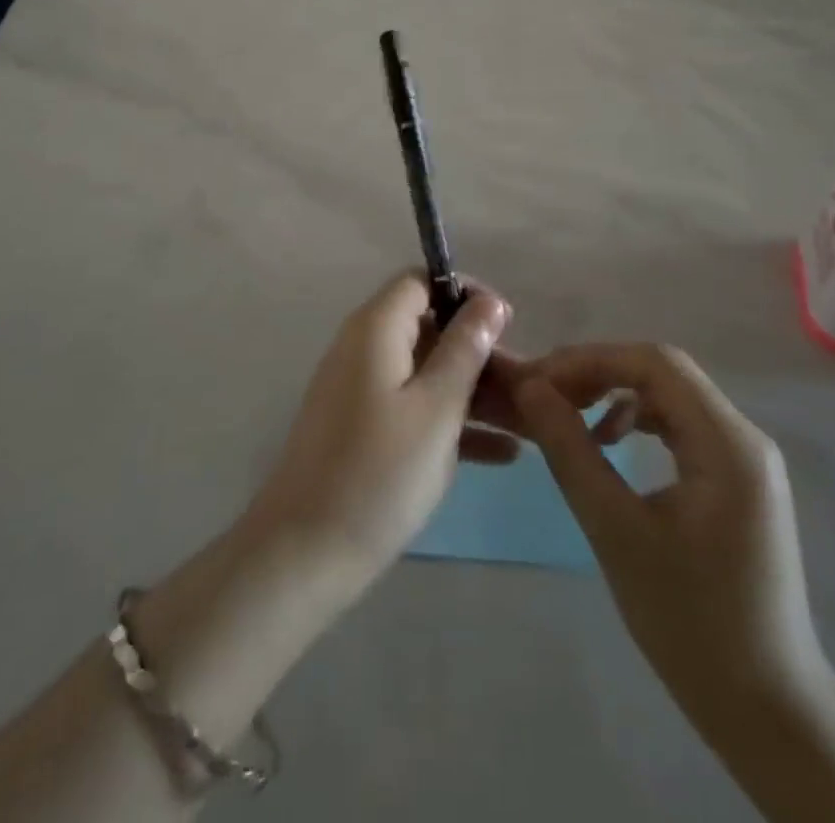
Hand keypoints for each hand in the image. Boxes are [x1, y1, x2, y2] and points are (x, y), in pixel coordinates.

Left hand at [244, 273, 516, 590]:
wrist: (306, 552)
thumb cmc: (379, 472)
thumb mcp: (436, 408)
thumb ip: (464, 350)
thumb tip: (489, 302)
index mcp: (375, 328)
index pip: (420, 282)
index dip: (465, 294)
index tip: (507, 324)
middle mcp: (363, 348)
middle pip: (429, 328)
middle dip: (479, 352)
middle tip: (528, 387)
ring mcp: (361, 389)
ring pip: (427, 372)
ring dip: (474, 392)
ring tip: (529, 422)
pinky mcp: (362, 427)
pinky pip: (414, 407)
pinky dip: (452, 422)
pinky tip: (504, 455)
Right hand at [513, 344, 828, 733]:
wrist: (767, 710)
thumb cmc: (690, 622)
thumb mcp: (615, 531)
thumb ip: (570, 450)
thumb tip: (529, 388)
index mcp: (728, 444)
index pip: (655, 362)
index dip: (590, 360)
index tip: (539, 381)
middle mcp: (744, 437)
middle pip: (663, 372)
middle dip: (598, 372)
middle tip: (545, 394)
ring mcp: (744, 458)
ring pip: (670, 395)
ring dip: (615, 393)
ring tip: (568, 415)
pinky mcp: (736, 479)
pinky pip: (680, 425)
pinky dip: (637, 421)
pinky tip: (608, 444)